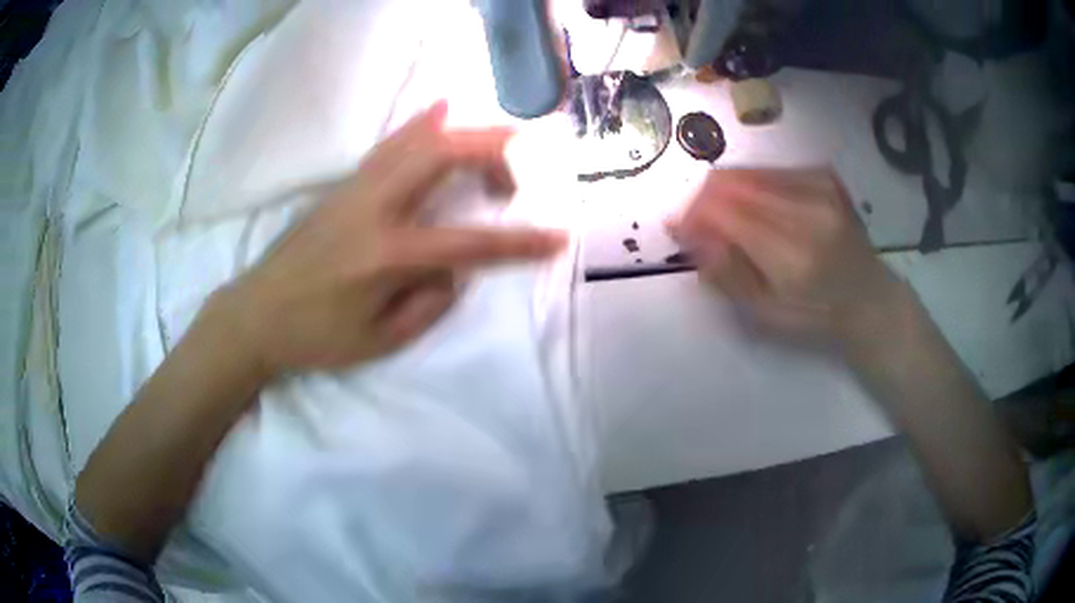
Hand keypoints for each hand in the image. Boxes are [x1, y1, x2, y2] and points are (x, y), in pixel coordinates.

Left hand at [213, 102, 565, 377]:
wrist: (257, 313)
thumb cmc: (317, 337)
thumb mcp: (381, 341)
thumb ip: (430, 303)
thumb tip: (455, 269)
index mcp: (388, 255)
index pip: (470, 243)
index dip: (520, 242)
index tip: (558, 238)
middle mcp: (375, 208)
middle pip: (444, 155)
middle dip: (493, 155)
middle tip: (515, 177)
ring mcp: (356, 188)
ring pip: (418, 139)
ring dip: (465, 134)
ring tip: (499, 138)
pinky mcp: (343, 185)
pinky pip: (391, 145)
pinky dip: (422, 125)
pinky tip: (441, 109)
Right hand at [668, 168, 910, 353]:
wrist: (868, 294)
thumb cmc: (816, 314)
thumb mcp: (765, 313)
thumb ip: (725, 272)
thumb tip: (686, 231)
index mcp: (794, 255)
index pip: (723, 210)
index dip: (692, 214)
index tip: (681, 231)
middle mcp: (809, 209)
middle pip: (730, 182)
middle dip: (703, 201)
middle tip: (701, 227)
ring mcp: (819, 185)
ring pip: (746, 170)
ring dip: (726, 193)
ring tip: (730, 221)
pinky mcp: (823, 173)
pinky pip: (767, 168)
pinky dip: (751, 186)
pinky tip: (760, 209)